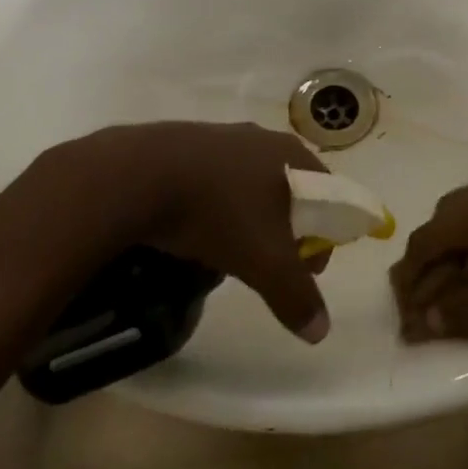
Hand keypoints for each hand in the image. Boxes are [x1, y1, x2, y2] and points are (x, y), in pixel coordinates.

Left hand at [32, 123, 331, 342]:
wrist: (139, 176)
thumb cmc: (217, 212)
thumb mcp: (263, 262)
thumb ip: (295, 295)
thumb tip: (321, 331)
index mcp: (291, 154)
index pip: (328, 194)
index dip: (323, 235)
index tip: (305, 270)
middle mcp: (263, 138)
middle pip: (289, 190)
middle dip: (285, 230)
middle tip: (267, 265)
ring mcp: (223, 136)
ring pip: (250, 186)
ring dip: (248, 219)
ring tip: (227, 253)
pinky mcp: (188, 143)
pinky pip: (215, 181)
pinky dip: (215, 207)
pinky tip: (195, 230)